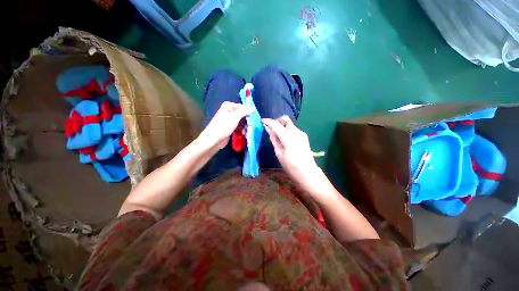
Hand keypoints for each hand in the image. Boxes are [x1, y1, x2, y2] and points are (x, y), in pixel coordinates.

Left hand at [199, 101, 253, 148]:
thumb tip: (253, 108)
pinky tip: (244, 133)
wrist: (214, 139)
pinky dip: (241, 129)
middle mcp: (229, 111)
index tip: (255, 119)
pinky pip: (238, 127)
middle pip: (242, 114)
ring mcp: (229, 120)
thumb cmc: (224, 125)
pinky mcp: (229, 128)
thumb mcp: (235, 116)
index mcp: (229, 106)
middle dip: (247, 120)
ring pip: (241, 121)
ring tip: (248, 131)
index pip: (243, 107)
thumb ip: (245, 111)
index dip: (249, 112)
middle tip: (251, 126)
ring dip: (245, 126)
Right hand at [262, 116, 323, 193]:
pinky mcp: (304, 136)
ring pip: (289, 124)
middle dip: (276, 121)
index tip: (262, 121)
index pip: (276, 124)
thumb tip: (269, 129)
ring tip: (277, 136)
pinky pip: (293, 129)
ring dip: (282, 125)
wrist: (307, 171)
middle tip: (271, 128)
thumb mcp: (279, 153)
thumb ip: (274, 139)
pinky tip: (285, 139)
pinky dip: (287, 130)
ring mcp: (301, 133)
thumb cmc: (290, 165)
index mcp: (287, 136)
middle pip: (285, 119)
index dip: (268, 121)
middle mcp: (295, 131)